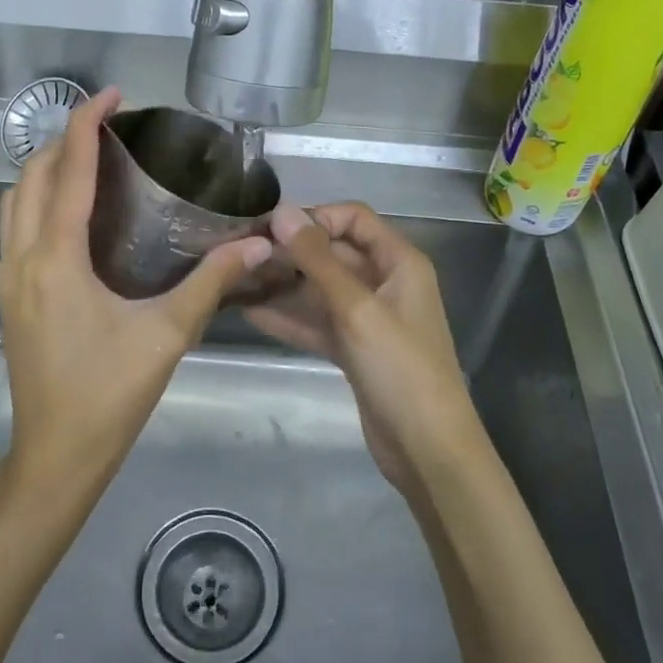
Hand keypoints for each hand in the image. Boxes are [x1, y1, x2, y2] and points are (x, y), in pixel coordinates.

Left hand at [0, 87, 271, 500]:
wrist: (55, 456)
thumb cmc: (110, 395)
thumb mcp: (167, 335)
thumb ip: (212, 282)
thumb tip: (259, 244)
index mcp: (56, 259)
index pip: (69, 171)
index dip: (88, 124)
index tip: (112, 94)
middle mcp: (21, 258)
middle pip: (33, 176)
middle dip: (66, 139)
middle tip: (110, 126)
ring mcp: (6, 278)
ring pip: (15, 201)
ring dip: (47, 168)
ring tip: (90, 157)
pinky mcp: (7, 296)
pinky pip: (14, 227)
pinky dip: (38, 199)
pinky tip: (71, 211)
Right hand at [245, 202, 487, 494]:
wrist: (427, 449)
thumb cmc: (400, 368)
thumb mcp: (356, 308)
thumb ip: (317, 260)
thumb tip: (282, 212)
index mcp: (399, 262)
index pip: (353, 218)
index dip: (314, 218)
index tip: (270, 229)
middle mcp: (384, 282)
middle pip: (333, 253)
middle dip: (290, 252)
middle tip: (240, 254)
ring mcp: (368, 317)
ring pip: (320, 289)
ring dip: (283, 285)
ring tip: (236, 280)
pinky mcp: (353, 348)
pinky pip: (317, 322)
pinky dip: (288, 318)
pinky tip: (249, 311)